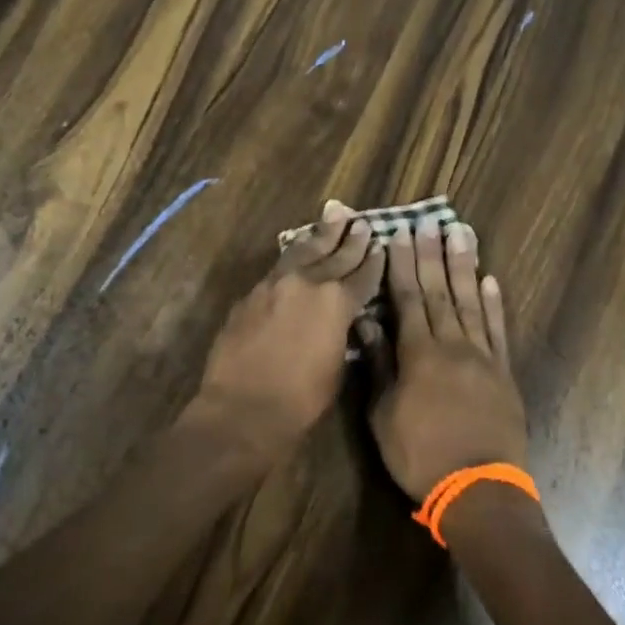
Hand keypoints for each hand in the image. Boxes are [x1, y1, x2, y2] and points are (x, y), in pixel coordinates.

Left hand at [185, 201, 384, 467]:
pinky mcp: (251, 294)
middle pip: (334, 254)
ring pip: (303, 250)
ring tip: (334, 216)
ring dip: (321, 235)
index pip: (362, 275)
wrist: (243, 408)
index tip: (381, 246)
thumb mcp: (337, 366)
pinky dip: (294, 256)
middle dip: (351, 239)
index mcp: (337, 302)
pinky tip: (299, 251)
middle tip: (361, 222)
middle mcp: (307, 283)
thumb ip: (341, 333)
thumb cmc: (301, 400)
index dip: (374, 262)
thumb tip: (341, 319)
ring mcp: (275, 284)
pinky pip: (279, 267)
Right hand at [369, 215, 527, 499]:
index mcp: (418, 353)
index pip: (407, 298)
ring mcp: (482, 356)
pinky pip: (498, 330)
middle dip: (432, 254)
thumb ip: (377, 365)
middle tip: (430, 220)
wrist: (478, 490)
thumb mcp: (383, 414)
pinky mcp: (503, 372)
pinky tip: (491, 280)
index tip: (399, 234)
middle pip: (440, 291)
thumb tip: (366, 323)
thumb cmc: (420, 455)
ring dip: (465, 266)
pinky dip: (494, 304)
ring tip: (462, 233)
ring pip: (471, 301)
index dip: (401, 264)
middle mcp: (452, 344)